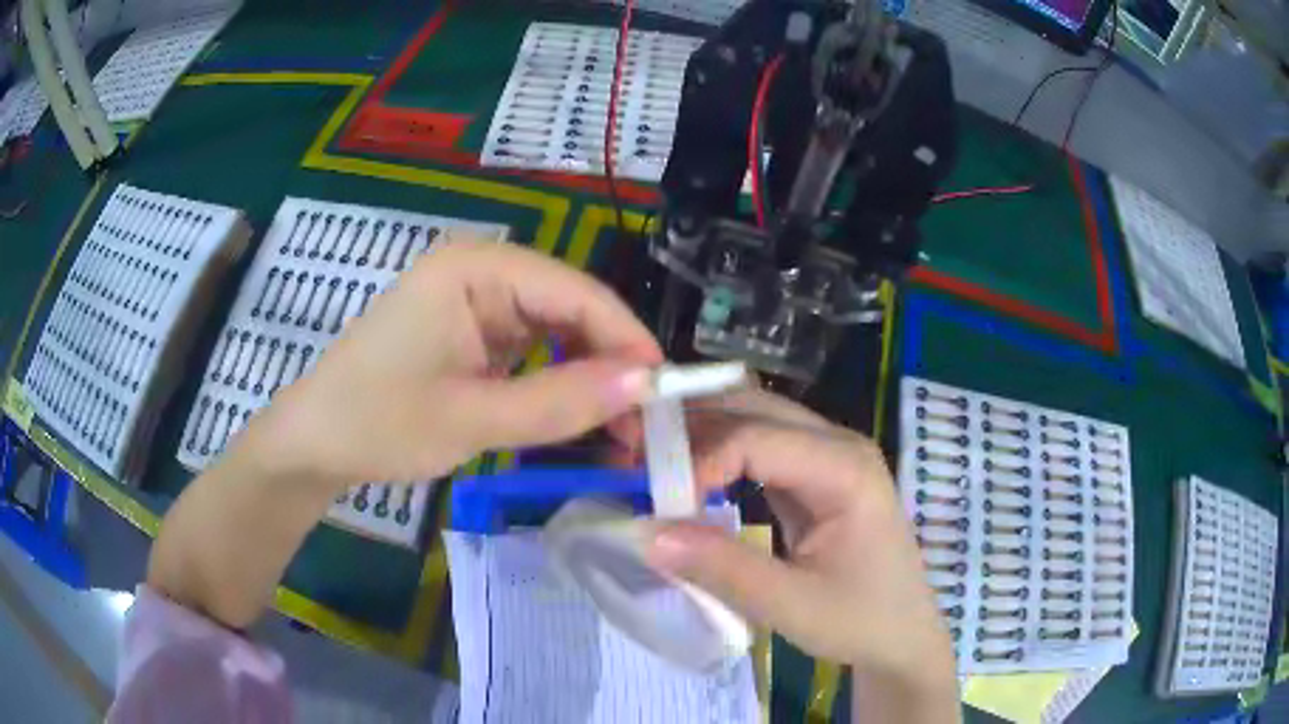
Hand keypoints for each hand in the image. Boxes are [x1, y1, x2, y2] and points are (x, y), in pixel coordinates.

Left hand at [148, 239, 662, 627]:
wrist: (313, 444)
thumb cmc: (377, 423)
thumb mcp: (471, 419)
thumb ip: (559, 400)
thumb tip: (646, 383)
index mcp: (474, 268)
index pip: (575, 291)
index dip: (627, 338)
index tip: (668, 392)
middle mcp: (479, 272)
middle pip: (570, 309)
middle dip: (611, 364)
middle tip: (646, 424)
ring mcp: (474, 303)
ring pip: (556, 333)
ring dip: (589, 378)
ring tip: (621, 429)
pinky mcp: (470, 334)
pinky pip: (531, 351)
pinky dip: (558, 383)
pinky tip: (578, 415)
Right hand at [644, 390, 957, 715]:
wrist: (902, 638)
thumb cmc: (861, 622)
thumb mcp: (792, 606)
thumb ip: (721, 568)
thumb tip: (645, 532)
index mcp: (846, 467)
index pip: (756, 436)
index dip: (698, 458)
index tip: (655, 501)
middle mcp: (839, 445)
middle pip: (754, 408)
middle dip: (692, 423)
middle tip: (633, 451)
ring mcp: (829, 456)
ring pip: (754, 419)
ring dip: (701, 434)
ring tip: (649, 458)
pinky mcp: (816, 476)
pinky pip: (760, 448)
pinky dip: (719, 455)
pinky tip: (687, 475)